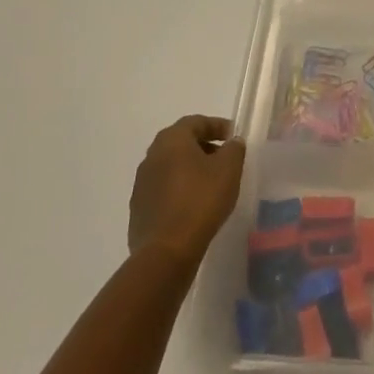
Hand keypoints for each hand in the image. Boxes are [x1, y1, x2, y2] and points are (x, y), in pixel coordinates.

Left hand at [127, 115, 246, 266]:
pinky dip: (179, 190)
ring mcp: (141, 184)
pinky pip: (163, 190)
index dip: (218, 126)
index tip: (234, 137)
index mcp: (171, 140)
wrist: (166, 252)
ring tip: (211, 184)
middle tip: (224, 159)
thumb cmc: (201, 200)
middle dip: (204, 147)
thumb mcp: (229, 169)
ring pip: (171, 167)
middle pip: (181, 143)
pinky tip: (194, 206)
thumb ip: (234, 149)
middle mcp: (151, 156)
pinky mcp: (138, 209)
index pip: (196, 122)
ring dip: (191, 170)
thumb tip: (231, 143)